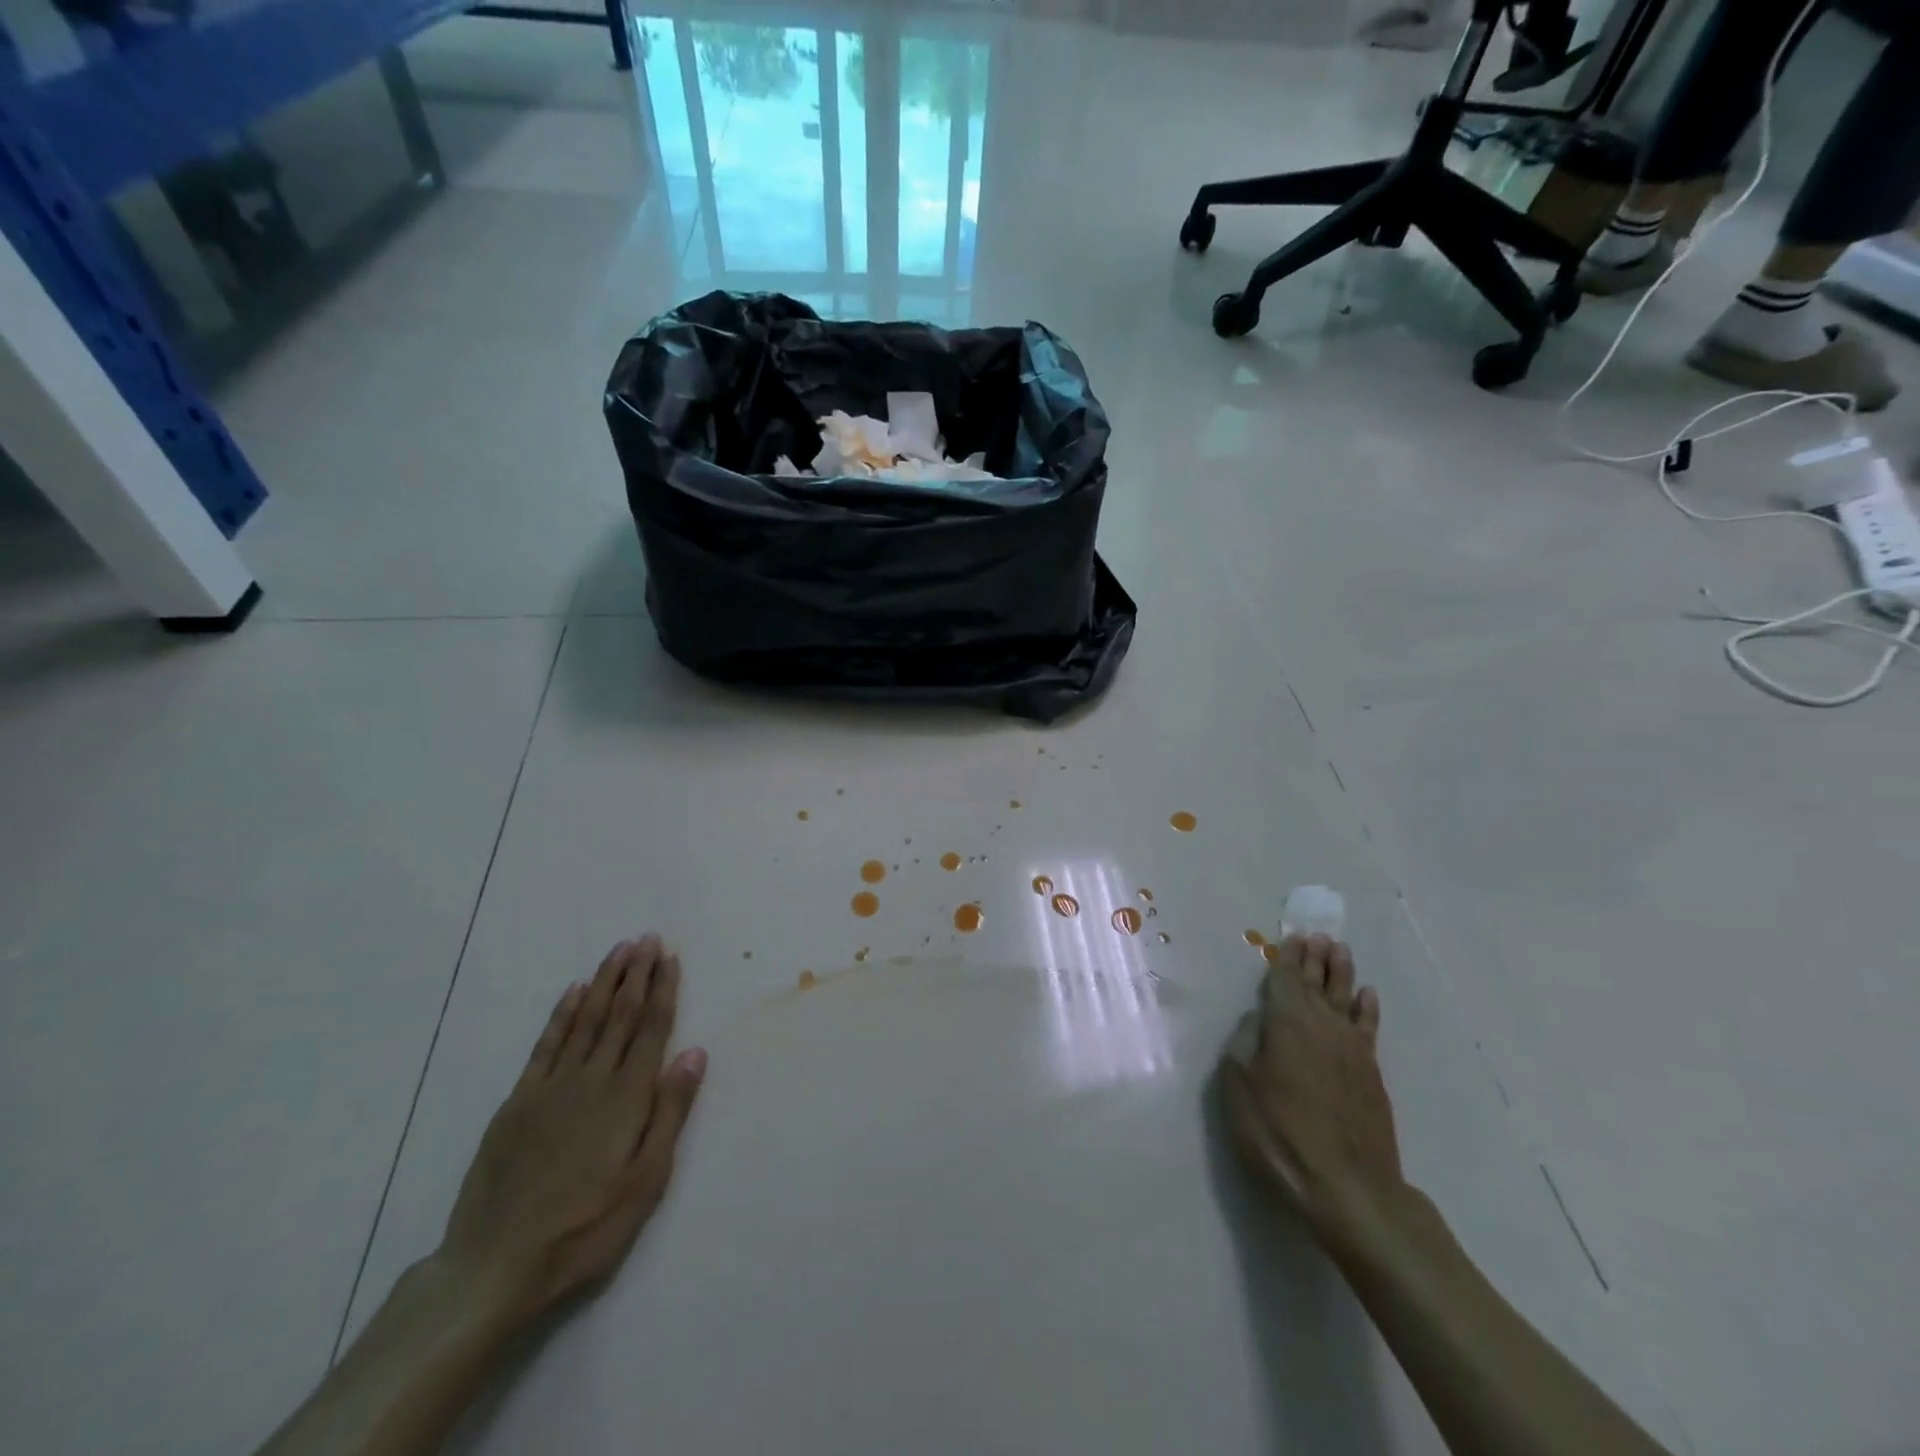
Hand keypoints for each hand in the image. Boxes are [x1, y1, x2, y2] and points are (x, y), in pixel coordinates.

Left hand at [439, 936, 706, 1330]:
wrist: (494, 1266)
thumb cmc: (585, 1228)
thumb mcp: (645, 1182)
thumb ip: (670, 1112)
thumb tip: (695, 1053)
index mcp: (626, 1097)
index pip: (651, 1029)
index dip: (662, 990)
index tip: (670, 957)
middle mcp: (591, 1079)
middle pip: (619, 1015)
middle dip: (637, 974)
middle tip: (648, 938)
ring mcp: (551, 1087)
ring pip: (585, 1020)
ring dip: (605, 982)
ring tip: (620, 951)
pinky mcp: (518, 1102)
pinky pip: (546, 1045)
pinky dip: (562, 1014)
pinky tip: (574, 991)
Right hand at [1218, 934, 1400, 1240]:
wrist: (1347, 1187)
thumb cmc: (1279, 1133)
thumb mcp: (1239, 1086)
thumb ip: (1245, 1043)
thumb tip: (1258, 1018)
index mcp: (1286, 1023)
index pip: (1286, 980)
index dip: (1288, 958)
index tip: (1293, 935)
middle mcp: (1322, 1026)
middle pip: (1318, 983)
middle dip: (1316, 957)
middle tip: (1318, 934)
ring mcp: (1352, 1050)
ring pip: (1346, 998)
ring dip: (1342, 972)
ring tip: (1340, 949)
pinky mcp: (1371, 1074)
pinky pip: (1369, 1027)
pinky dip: (1367, 1007)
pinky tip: (1368, 995)